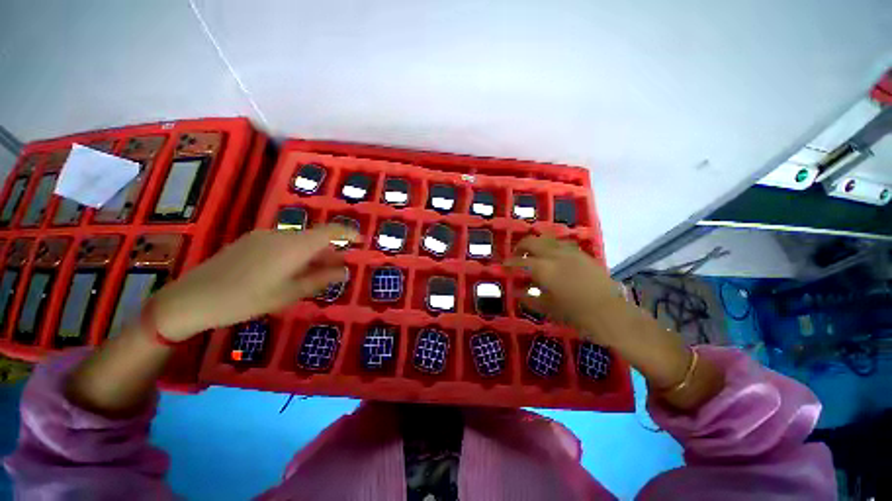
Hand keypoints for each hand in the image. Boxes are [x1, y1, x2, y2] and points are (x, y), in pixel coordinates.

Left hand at [151, 225, 358, 340]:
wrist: (193, 298)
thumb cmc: (247, 299)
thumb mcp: (289, 293)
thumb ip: (320, 279)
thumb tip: (344, 271)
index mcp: (295, 246)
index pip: (330, 231)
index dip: (349, 233)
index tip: (361, 240)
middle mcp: (281, 235)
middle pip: (314, 237)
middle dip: (330, 251)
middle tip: (339, 268)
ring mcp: (263, 236)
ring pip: (298, 242)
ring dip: (312, 254)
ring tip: (317, 273)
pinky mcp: (250, 242)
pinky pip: (282, 244)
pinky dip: (295, 254)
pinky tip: (290, 271)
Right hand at [505, 235, 619, 341]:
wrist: (610, 313)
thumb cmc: (575, 314)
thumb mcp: (547, 308)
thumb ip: (528, 298)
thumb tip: (516, 291)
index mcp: (544, 269)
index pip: (520, 261)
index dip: (510, 262)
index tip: (504, 265)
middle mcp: (555, 255)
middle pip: (532, 241)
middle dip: (521, 246)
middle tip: (517, 255)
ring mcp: (570, 252)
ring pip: (547, 238)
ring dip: (536, 243)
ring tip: (534, 254)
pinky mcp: (582, 253)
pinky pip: (562, 243)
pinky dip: (552, 246)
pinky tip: (553, 256)